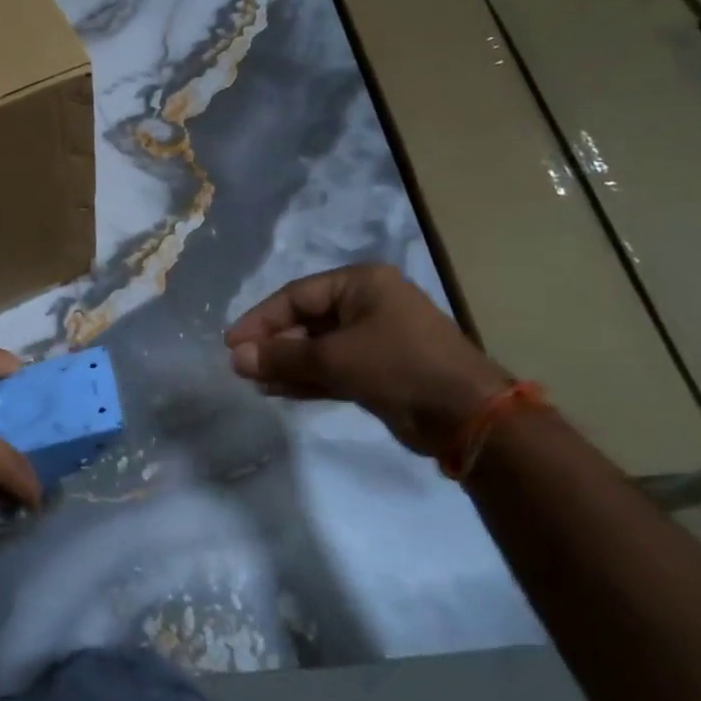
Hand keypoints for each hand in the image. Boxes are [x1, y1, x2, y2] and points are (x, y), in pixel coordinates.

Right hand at [224, 264, 511, 455]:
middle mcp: (367, 304)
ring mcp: (375, 337)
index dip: (261, 318)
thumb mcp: (334, 358)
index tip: (232, 343)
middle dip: (274, 344)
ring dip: (286, 364)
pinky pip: (333, 367)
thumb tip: (236, 357)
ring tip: (254, 382)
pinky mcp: (379, 369)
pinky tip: (277, 391)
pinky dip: (307, 378)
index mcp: (361, 283)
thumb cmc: (398, 367)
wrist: (468, 417)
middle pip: (306, 320)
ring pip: (317, 347)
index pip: (297, 295)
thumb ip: (282, 356)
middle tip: (242, 366)